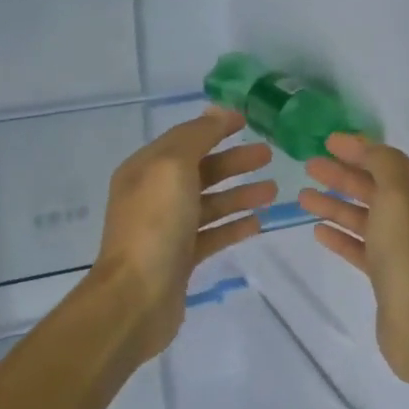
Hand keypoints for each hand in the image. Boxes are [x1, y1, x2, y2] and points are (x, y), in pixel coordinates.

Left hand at [91, 107, 275, 362]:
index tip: (247, 121)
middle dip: (234, 162)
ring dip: (240, 194)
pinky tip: (258, 223)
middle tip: (269, 155)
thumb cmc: (155, 224)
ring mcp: (167, 229)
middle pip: (200, 170)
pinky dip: (233, 226)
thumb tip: (216, 112)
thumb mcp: (173, 167)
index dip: (215, 128)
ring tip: (273, 190)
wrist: (136, 297)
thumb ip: (196, 137)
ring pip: (209, 203)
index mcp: (146, 169)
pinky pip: (212, 235)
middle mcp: (154, 196)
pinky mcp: (181, 259)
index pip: (184, 139)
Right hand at [299, 132, 408, 390]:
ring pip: (367, 218)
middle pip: (377, 189)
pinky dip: (342, 236)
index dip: (360, 149)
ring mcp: (406, 249)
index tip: (327, 141)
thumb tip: (368, 149)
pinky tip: (318, 231)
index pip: (391, 163)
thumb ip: (382, 164)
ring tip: (302, 197)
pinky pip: (363, 248)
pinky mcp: (390, 276)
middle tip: (309, 166)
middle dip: (343, 176)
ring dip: (336, 205)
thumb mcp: (398, 195)